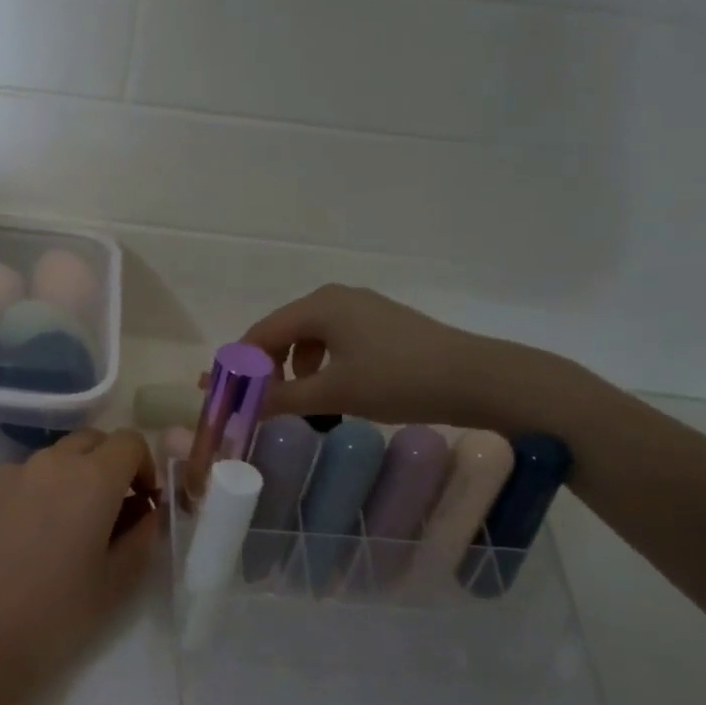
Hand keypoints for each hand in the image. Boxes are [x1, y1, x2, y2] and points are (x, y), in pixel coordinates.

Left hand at [0, 429, 159, 704]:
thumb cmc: (53, 615)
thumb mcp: (116, 584)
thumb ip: (142, 538)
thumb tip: (147, 512)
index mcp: (92, 479)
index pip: (130, 441)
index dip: (144, 466)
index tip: (142, 502)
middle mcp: (50, 462)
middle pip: (91, 441)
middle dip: (108, 465)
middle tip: (108, 512)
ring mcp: (8, 472)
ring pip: (52, 459)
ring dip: (68, 479)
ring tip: (59, 531)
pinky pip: (17, 477)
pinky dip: (32, 493)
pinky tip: (20, 539)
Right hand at [238, 285, 516, 425]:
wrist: (477, 379)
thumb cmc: (398, 380)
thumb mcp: (333, 393)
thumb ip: (280, 398)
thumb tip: (239, 407)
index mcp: (318, 305)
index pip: (261, 333)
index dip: (239, 365)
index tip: (227, 396)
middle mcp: (334, 297)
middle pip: (281, 332)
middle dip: (265, 368)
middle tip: (259, 402)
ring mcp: (360, 308)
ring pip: (307, 337)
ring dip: (293, 368)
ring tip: (298, 401)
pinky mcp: (380, 323)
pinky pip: (332, 339)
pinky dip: (320, 364)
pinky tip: (332, 388)